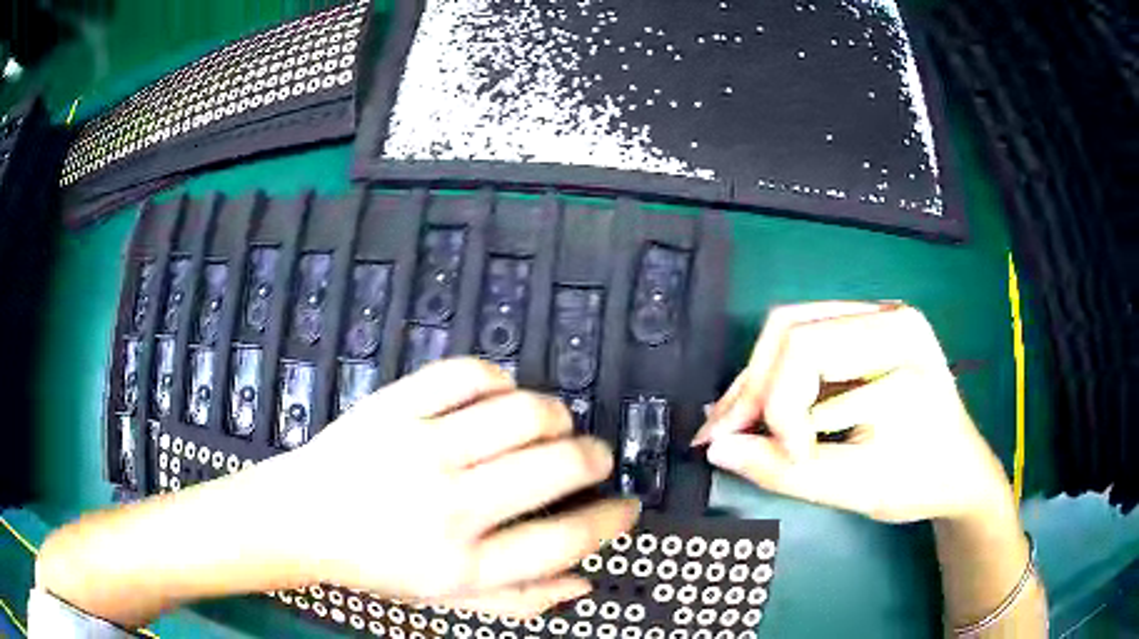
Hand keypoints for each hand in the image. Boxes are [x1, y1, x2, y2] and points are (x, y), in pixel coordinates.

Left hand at [286, 358, 638, 616]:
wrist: (302, 520)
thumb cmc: (376, 565)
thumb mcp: (448, 599)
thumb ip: (521, 599)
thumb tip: (585, 581)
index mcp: (464, 564)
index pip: (565, 540)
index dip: (611, 520)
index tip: (628, 506)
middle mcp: (450, 507)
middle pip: (556, 468)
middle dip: (594, 458)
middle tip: (594, 458)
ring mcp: (420, 449)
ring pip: (521, 412)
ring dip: (555, 414)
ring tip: (553, 424)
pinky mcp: (393, 406)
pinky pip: (466, 374)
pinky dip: (498, 379)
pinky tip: (499, 395)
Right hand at [691, 302, 1011, 523]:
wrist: (958, 472)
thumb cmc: (920, 480)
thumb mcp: (856, 486)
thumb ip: (784, 470)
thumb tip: (718, 450)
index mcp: (900, 340)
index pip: (808, 351)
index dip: (779, 409)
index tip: (782, 459)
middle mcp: (886, 313)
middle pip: (791, 330)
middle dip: (753, 390)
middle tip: (722, 436)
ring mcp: (875, 318)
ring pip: (788, 332)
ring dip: (756, 383)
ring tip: (732, 425)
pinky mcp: (863, 334)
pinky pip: (802, 344)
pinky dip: (775, 381)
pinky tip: (760, 412)